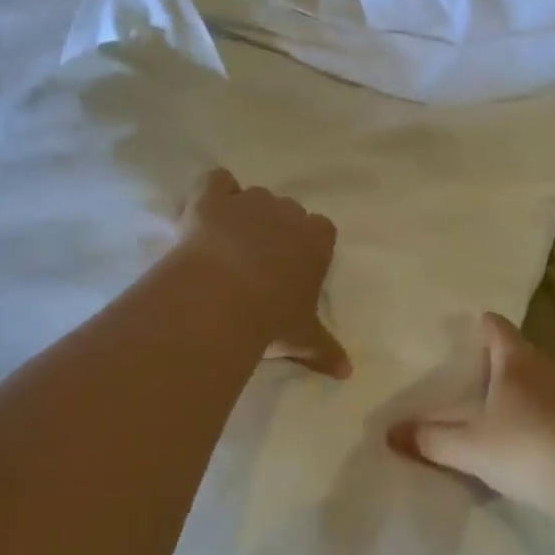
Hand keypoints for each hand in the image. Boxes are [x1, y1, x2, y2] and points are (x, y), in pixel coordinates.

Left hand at [178, 169, 350, 377]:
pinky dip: (214, 191)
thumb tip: (348, 373)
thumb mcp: (303, 337)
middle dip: (277, 228)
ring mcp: (249, 202)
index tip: (295, 264)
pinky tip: (206, 210)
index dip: (308, 243)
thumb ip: (326, 350)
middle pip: (288, 210)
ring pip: (255, 195)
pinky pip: (217, 181)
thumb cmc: (272, 317)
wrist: (223, 297)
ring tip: (228, 241)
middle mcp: (287, 213)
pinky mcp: (212, 198)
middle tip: (260, 259)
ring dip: (245, 212)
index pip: (322, 229)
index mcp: (315, 241)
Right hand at [392, 313, 554, 520]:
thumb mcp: (472, 447)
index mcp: (515, 360)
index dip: (481, 324)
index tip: (467, 327)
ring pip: (541, 381)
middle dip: (499, 359)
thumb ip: (432, 440)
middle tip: (473, 372)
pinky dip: (542, 415)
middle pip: (519, 353)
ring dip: (522, 389)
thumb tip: (390, 432)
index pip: (496, 327)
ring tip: (499, 406)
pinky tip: (532, 438)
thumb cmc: (530, 448)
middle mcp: (546, 368)